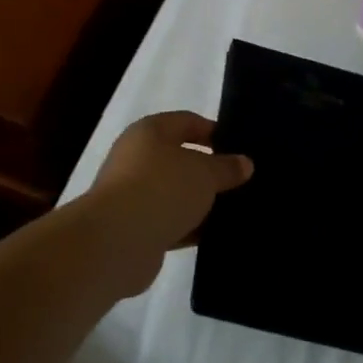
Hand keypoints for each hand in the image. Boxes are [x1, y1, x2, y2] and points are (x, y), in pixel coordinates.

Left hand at [84, 112, 252, 297]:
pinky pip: (170, 221)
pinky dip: (190, 227)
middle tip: (243, 181)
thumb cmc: (162, 189)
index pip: (187, 122)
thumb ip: (225, 167)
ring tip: (236, 210)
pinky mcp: (136, 227)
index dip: (214, 131)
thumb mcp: (203, 173)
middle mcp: (137, 157)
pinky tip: (216, 235)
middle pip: (180, 158)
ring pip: (176, 193)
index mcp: (150, 132)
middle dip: (210, 170)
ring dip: (201, 202)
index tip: (240, 147)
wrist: (117, 241)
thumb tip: (244, 163)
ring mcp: (134, 193)